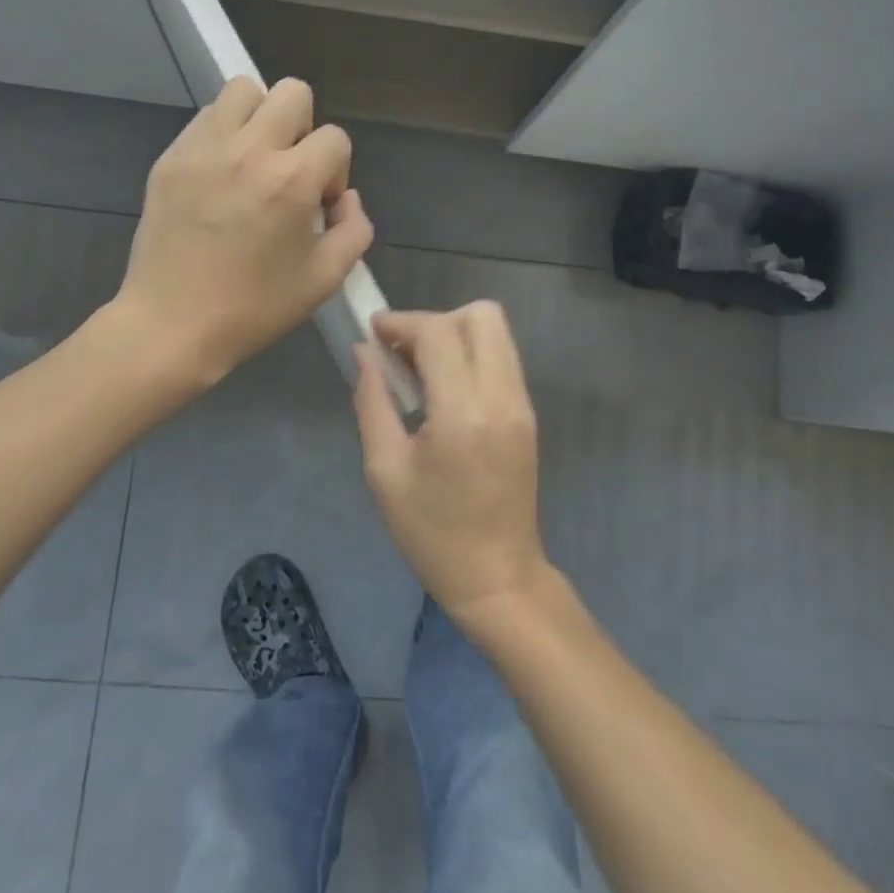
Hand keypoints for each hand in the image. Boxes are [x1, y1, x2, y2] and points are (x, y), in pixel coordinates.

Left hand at [113, 77, 373, 385]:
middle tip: (290, 171)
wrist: (172, 324)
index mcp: (292, 179)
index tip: (318, 205)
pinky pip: (206, 118)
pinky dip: (224, 134)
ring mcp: (204, 148)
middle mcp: (250, 150)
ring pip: (244, 90)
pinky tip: (220, 176)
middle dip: (304, 128)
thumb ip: (354, 230)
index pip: (335, 138)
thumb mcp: (325, 279)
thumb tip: (347, 199)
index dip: (336, 171)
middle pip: (293, 92)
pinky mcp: (171, 157)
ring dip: (261, 118)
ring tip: (254, 162)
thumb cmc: (254, 307)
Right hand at [353, 303, 551, 623]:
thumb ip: (372, 402)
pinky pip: (502, 358)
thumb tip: (365, 353)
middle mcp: (502, 396)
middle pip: (481, 315)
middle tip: (402, 353)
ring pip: (497, 332)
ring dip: (455, 335)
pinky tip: (443, 389)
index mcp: (463, 412)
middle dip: (435, 321)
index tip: (374, 333)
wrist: (497, 577)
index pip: (439, 332)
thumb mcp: (385, 470)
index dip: (402, 322)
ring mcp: (522, 404)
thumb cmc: (432, 532)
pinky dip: (471, 355)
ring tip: (419, 370)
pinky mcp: (528, 414)